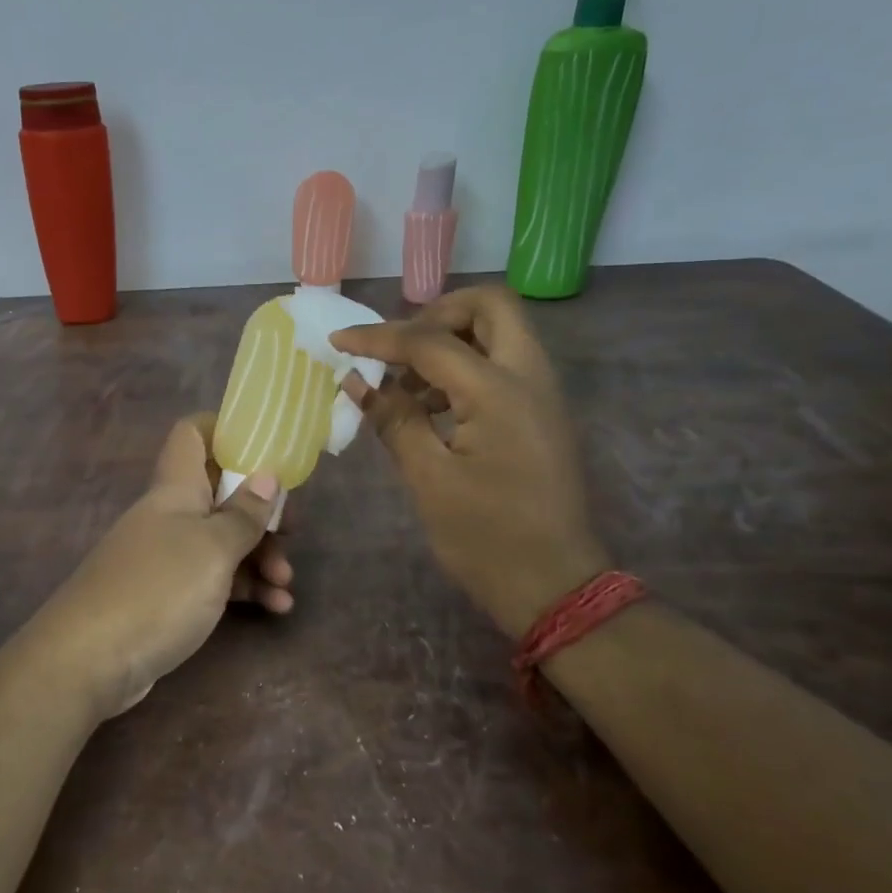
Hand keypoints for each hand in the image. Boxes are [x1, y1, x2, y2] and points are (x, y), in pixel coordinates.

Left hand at [18, 414, 290, 719]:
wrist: (90, 660)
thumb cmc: (158, 589)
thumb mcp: (213, 549)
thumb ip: (244, 514)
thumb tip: (267, 477)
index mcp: (176, 488)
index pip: (193, 434)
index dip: (226, 430)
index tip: (266, 447)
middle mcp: (170, 515)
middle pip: (220, 493)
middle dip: (261, 511)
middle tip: (293, 533)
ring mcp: (166, 557)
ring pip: (221, 541)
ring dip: (259, 557)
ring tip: (286, 586)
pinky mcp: (167, 596)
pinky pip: (213, 580)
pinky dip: (243, 588)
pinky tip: (275, 607)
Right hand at [331, 285, 607, 636]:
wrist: (554, 585)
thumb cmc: (486, 537)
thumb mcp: (429, 479)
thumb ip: (394, 419)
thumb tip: (357, 380)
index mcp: (499, 392)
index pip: (430, 341)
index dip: (378, 338)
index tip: (338, 342)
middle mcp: (529, 377)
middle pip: (489, 307)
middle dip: (436, 314)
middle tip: (398, 348)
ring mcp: (542, 394)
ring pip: (500, 332)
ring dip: (451, 340)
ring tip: (407, 385)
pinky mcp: (541, 414)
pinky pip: (504, 364)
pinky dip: (466, 366)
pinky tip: (432, 407)